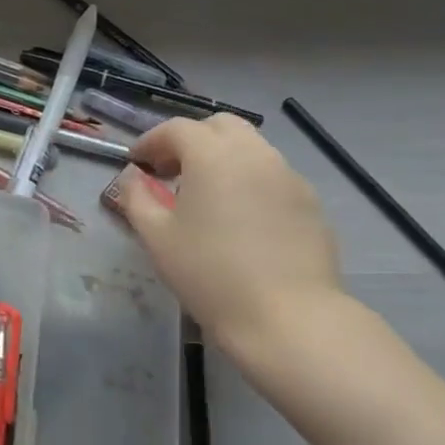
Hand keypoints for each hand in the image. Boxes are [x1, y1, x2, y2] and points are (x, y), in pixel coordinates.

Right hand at [116, 116, 344, 358]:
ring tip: (205, 196)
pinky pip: (273, 176)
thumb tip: (133, 177)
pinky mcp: (310, 204)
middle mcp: (255, 155)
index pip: (177, 129)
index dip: (152, 141)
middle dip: (192, 140)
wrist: (288, 317)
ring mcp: (289, 177)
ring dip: (223, 159)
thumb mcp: (156, 237)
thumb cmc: (210, 273)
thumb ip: (137, 197)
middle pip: (221, 126)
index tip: (137, 163)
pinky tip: (239, 218)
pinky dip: (249, 181)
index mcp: (213, 156)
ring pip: (251, 149)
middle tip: (172, 171)